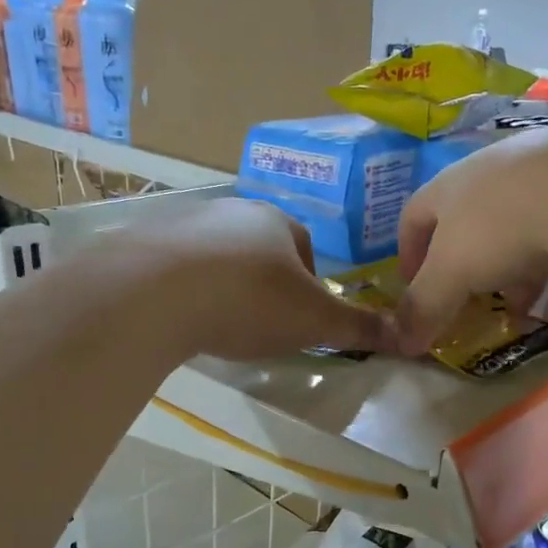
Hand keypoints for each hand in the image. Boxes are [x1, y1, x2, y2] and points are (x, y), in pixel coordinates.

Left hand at [138, 198, 399, 361]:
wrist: (154, 294)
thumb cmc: (249, 301)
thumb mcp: (313, 321)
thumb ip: (357, 328)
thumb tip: (405, 336)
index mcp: (275, 222)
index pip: (304, 247)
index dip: (308, 283)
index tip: (300, 317)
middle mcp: (230, 211)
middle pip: (258, 247)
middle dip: (264, 282)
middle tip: (260, 323)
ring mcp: (182, 223)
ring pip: (215, 255)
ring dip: (222, 283)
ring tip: (217, 323)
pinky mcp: (142, 242)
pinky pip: (174, 267)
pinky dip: (183, 288)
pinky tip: (179, 316)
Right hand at [395, 121, 547, 352]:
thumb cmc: (501, 226)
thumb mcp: (451, 273)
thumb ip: (424, 307)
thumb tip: (399, 343)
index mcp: (452, 185)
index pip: (415, 214)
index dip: (409, 252)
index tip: (413, 286)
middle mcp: (496, 173)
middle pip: (472, 225)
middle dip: (470, 270)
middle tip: (474, 304)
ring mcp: (547, 176)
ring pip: (523, 232)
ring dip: (517, 277)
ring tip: (522, 313)